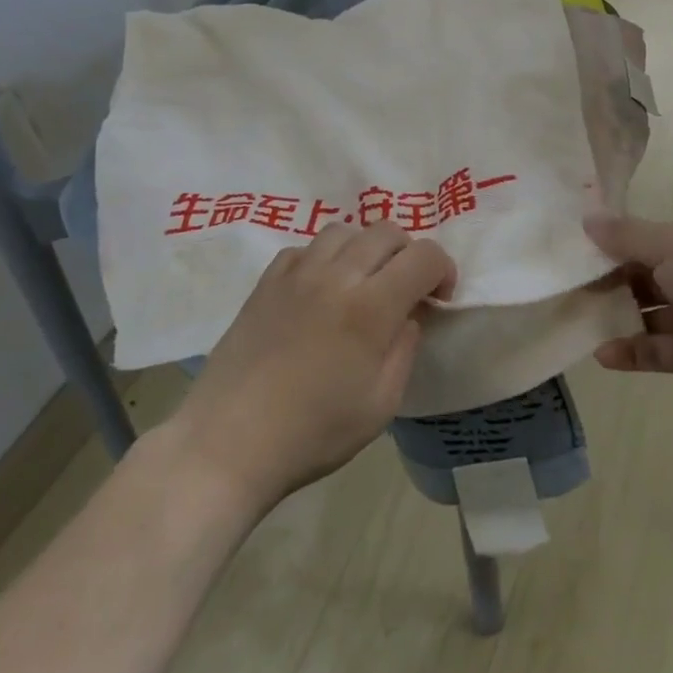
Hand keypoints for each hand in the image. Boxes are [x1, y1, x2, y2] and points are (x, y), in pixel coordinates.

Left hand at [171, 223, 456, 508]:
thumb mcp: (381, 404)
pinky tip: (320, 289)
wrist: (229, 441)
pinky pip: (305, 248)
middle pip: (386, 231)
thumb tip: (410, 314)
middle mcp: (336, 275)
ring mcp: (296, 273)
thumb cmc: (313, 432)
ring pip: (344, 230)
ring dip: (365, 249)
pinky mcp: (266, 281)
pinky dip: (324, 258)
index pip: (423, 256)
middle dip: (408, 254)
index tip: (439, 298)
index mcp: (371, 307)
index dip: (443, 269)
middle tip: (405, 290)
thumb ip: (405, 348)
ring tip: (362, 283)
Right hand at [586, 213, 672, 406]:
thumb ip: (626, 236)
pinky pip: (657, 351)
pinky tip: (602, 355)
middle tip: (569, 290)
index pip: (644, 241)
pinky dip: (632, 353)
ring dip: (616, 318)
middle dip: (608, 283)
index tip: (574, 254)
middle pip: (643, 277)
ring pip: (647, 314)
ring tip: (578, 321)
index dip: (611, 246)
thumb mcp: (670, 245)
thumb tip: (587, 218)